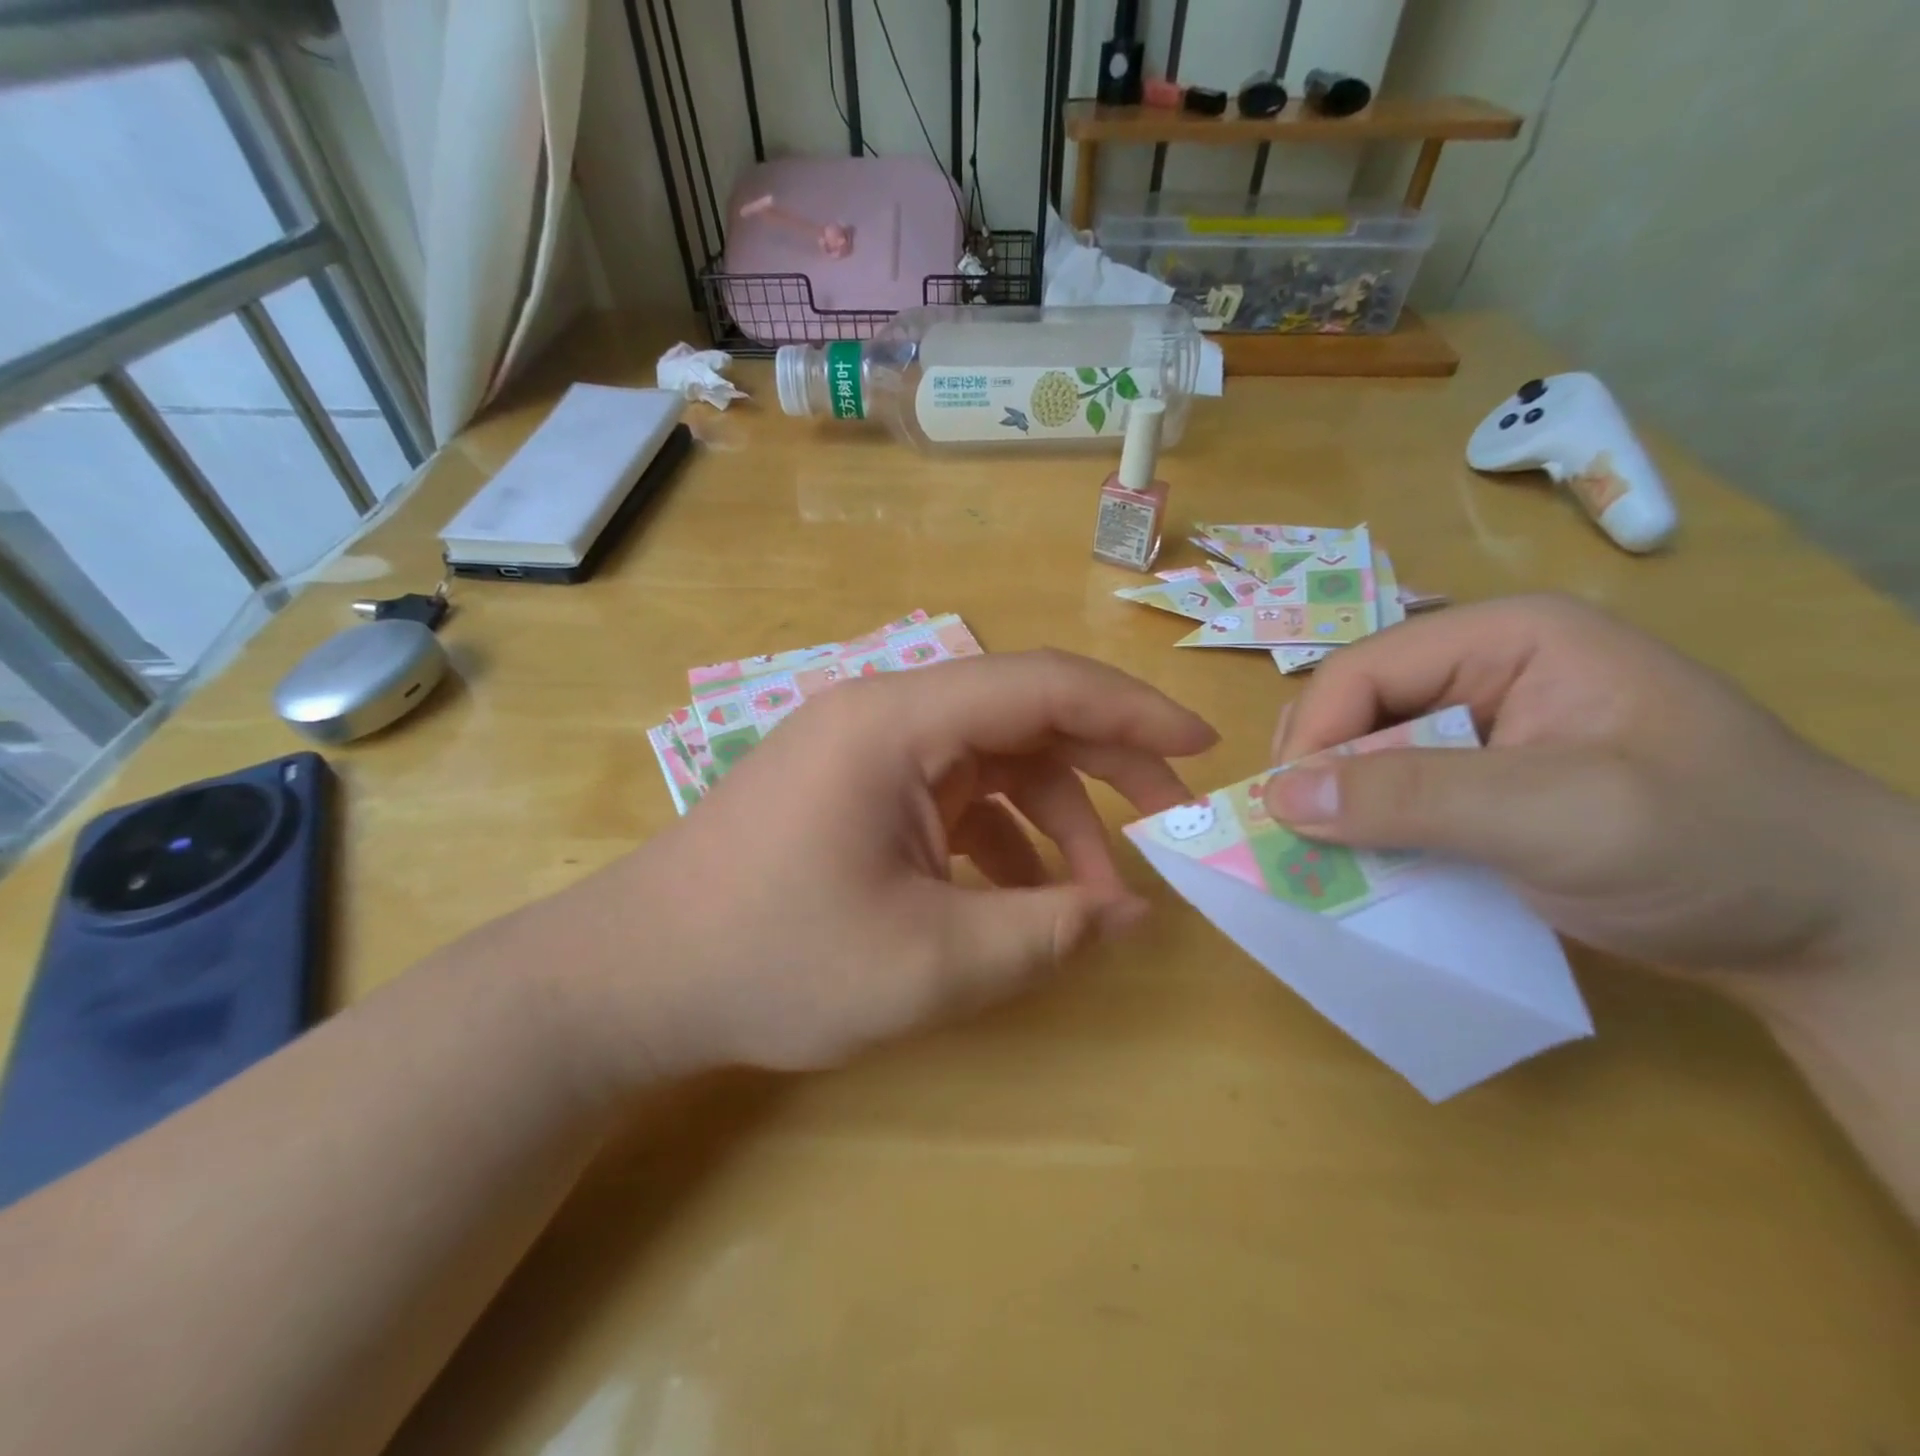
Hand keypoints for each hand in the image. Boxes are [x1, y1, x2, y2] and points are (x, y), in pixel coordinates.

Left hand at [539, 651, 1215, 1083]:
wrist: (636, 978)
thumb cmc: (773, 962)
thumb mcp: (928, 964)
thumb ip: (1044, 935)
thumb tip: (1132, 916)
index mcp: (898, 722)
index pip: (1041, 684)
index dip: (1132, 711)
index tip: (1200, 750)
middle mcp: (886, 715)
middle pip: (1023, 715)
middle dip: (1106, 766)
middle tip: (1170, 823)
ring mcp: (868, 751)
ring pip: (993, 762)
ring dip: (1053, 820)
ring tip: (1092, 900)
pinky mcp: (857, 789)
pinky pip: (954, 796)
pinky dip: (1001, 838)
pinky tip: (1019, 898)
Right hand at [1260, 595, 1918, 995]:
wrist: (1835, 934)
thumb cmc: (1712, 848)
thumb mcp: (1559, 816)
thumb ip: (1414, 798)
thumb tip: (1277, 798)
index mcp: (1508, 639)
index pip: (1364, 670)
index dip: (1314, 736)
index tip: (1287, 815)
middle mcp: (1485, 670)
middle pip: (1355, 707)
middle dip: (1321, 772)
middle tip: (1304, 840)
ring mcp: (1484, 728)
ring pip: (1366, 752)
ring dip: (1339, 805)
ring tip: (1330, 858)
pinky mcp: (1484, 782)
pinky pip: (1396, 793)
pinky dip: (1369, 829)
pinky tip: (1368, 864)